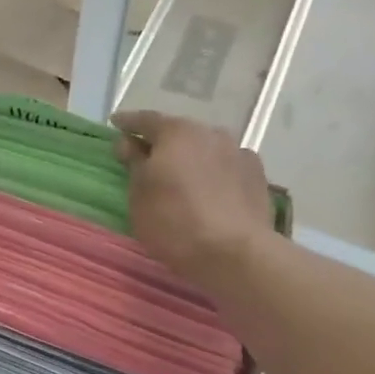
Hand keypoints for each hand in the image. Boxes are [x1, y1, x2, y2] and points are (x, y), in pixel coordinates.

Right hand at [112, 110, 278, 283]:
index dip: (128, 122)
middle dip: (163, 142)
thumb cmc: (174, 221)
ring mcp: (238, 152)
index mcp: (176, 132)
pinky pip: (227, 166)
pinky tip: (211, 189)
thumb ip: (134, 163)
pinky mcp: (258, 176)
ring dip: (192, 157)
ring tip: (182, 176)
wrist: (234, 253)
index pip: (146, 120)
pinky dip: (215, 172)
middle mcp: (210, 133)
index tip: (116, 124)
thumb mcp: (139, 195)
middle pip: (180, 132)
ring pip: (206, 148)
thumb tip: (129, 143)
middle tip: (149, 157)